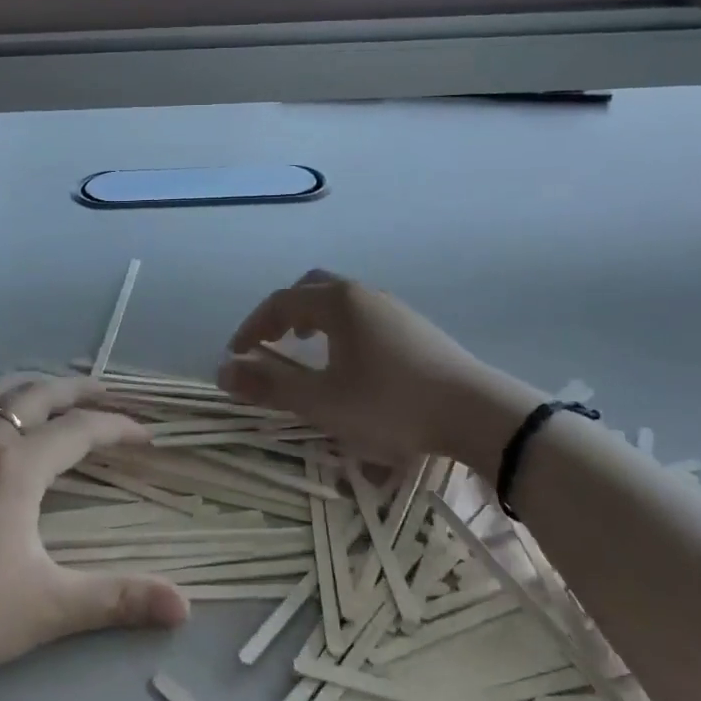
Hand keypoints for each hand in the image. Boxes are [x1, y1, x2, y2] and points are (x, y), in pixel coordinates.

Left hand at [0, 375, 188, 695]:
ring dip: (33, 388)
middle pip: (39, 394)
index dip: (119, 428)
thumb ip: (117, 601)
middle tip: (109, 396)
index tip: (147, 436)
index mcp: (17, 466)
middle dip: (80, 390)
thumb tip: (185, 607)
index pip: (81, 431)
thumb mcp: (46, 608)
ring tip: (54, 398)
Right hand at [218, 271, 541, 472]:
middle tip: (270, 343)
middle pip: (310, 287)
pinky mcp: (415, 327)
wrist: (477, 412)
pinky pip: (362, 314)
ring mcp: (393, 307)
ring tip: (306, 349)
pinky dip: (339, 327)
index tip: (236, 354)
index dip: (252, 327)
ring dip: (312, 318)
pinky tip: (350, 361)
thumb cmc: (391, 404)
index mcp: (337, 302)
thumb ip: (270, 385)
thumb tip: (223, 371)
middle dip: (283, 313)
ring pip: (339, 299)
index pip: (280, 303)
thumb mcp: (322, 401)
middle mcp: (363, 294)